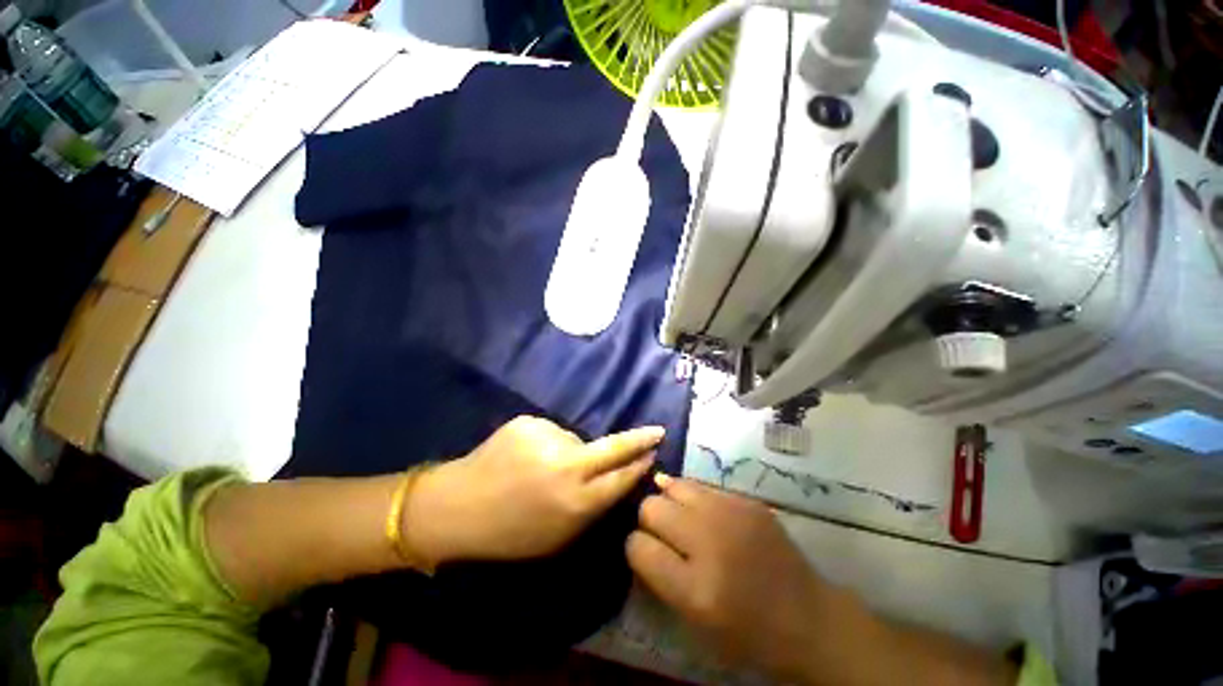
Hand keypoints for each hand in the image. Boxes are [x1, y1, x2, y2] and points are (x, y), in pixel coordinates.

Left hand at [408, 416, 662, 565]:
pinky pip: (550, 432)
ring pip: (576, 439)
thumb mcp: (558, 537)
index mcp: (576, 502)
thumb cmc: (509, 532)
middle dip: (639, 440)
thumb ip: (592, 508)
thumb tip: (617, 480)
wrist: (456, 507)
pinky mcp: (528, 422)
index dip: (640, 465)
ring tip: (541, 467)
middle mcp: (568, 466)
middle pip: (614, 448)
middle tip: (656, 431)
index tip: (654, 453)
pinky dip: (546, 442)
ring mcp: (547, 438)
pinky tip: (525, 456)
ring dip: (569, 451)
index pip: (622, 478)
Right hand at [626, 474, 832, 679]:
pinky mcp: (746, 500)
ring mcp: (730, 514)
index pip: (637, 546)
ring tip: (679, 516)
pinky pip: (701, 485)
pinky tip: (700, 510)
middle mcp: (709, 542)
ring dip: (669, 501)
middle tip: (662, 533)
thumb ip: (660, 577)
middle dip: (648, 520)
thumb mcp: (695, 621)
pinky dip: (693, 497)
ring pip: (673, 485)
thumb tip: (639, 538)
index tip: (644, 551)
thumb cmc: (748, 633)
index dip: (635, 547)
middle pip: (650, 507)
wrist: (809, 617)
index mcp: (695, 589)